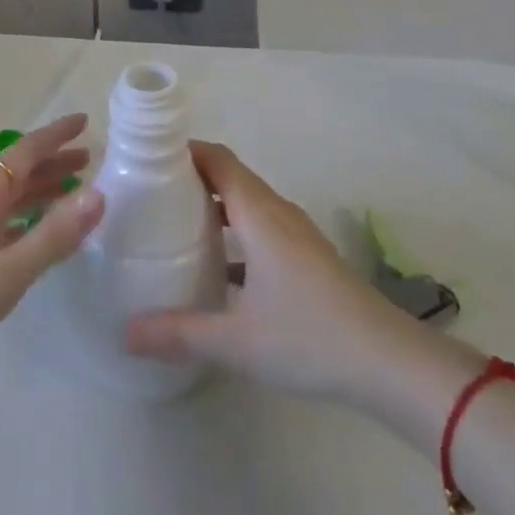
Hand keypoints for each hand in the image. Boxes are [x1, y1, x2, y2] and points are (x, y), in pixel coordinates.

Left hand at [0, 113, 105, 370]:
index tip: (84, 121)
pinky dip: (30, 216)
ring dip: (43, 188)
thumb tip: (99, 194)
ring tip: (74, 190)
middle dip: (54, 162)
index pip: (26, 152)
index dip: (55, 136)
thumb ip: (54, 235)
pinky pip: (7, 219)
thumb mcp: (10, 270)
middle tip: (88, 159)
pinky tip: (42, 230)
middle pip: (20, 171)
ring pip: (13, 196)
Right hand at [124, 140, 399, 399]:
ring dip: (214, 204)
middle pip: (230, 176)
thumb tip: (125, 333)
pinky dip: (235, 231)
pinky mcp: (308, 258)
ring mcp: (296, 235)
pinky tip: (217, 267)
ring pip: (247, 203)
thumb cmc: (309, 337)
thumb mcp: (237, 340)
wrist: (389, 363)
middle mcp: (277, 212)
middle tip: (150, 192)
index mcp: (259, 213)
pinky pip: (262, 227)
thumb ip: (179, 333)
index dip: (185, 151)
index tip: (148, 157)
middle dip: (192, 177)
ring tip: (175, 223)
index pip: (218, 159)